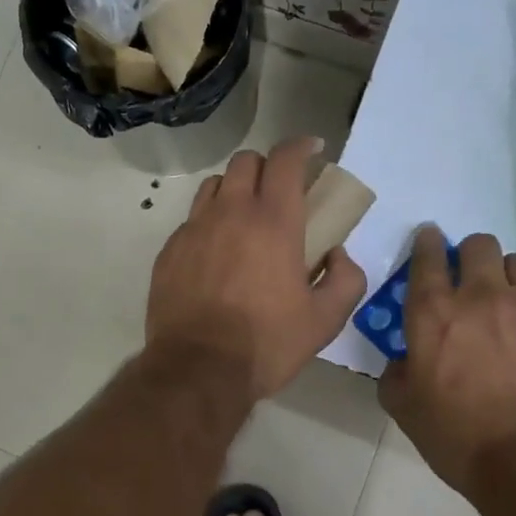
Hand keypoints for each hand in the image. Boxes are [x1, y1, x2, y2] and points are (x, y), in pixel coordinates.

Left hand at [146, 138, 367, 400]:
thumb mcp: (325, 320)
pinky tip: (215, 252)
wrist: (198, 369)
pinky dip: (208, 222)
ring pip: (213, 185)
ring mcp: (194, 228)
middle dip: (266, 166)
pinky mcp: (170, 249)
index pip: (285, 159)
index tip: (312, 149)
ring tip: (243, 216)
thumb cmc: (266, 343)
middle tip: (279, 190)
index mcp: (273, 221)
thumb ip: (345, 279)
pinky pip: (191, 219)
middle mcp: (231, 212)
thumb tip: (338, 255)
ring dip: (233, 189)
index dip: (300, 146)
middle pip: (245, 161)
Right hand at [379, 227, 515, 494]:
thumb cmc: (459, 437)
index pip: (427, 256)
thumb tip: (403, 361)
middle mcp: (481, 296)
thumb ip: (397, 374)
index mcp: (433, 312)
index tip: (429, 240)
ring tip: (509, 301)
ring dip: (509, 275)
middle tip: (471, 279)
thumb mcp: (405, 409)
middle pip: (479, 245)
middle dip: (471, 255)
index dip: (427, 242)